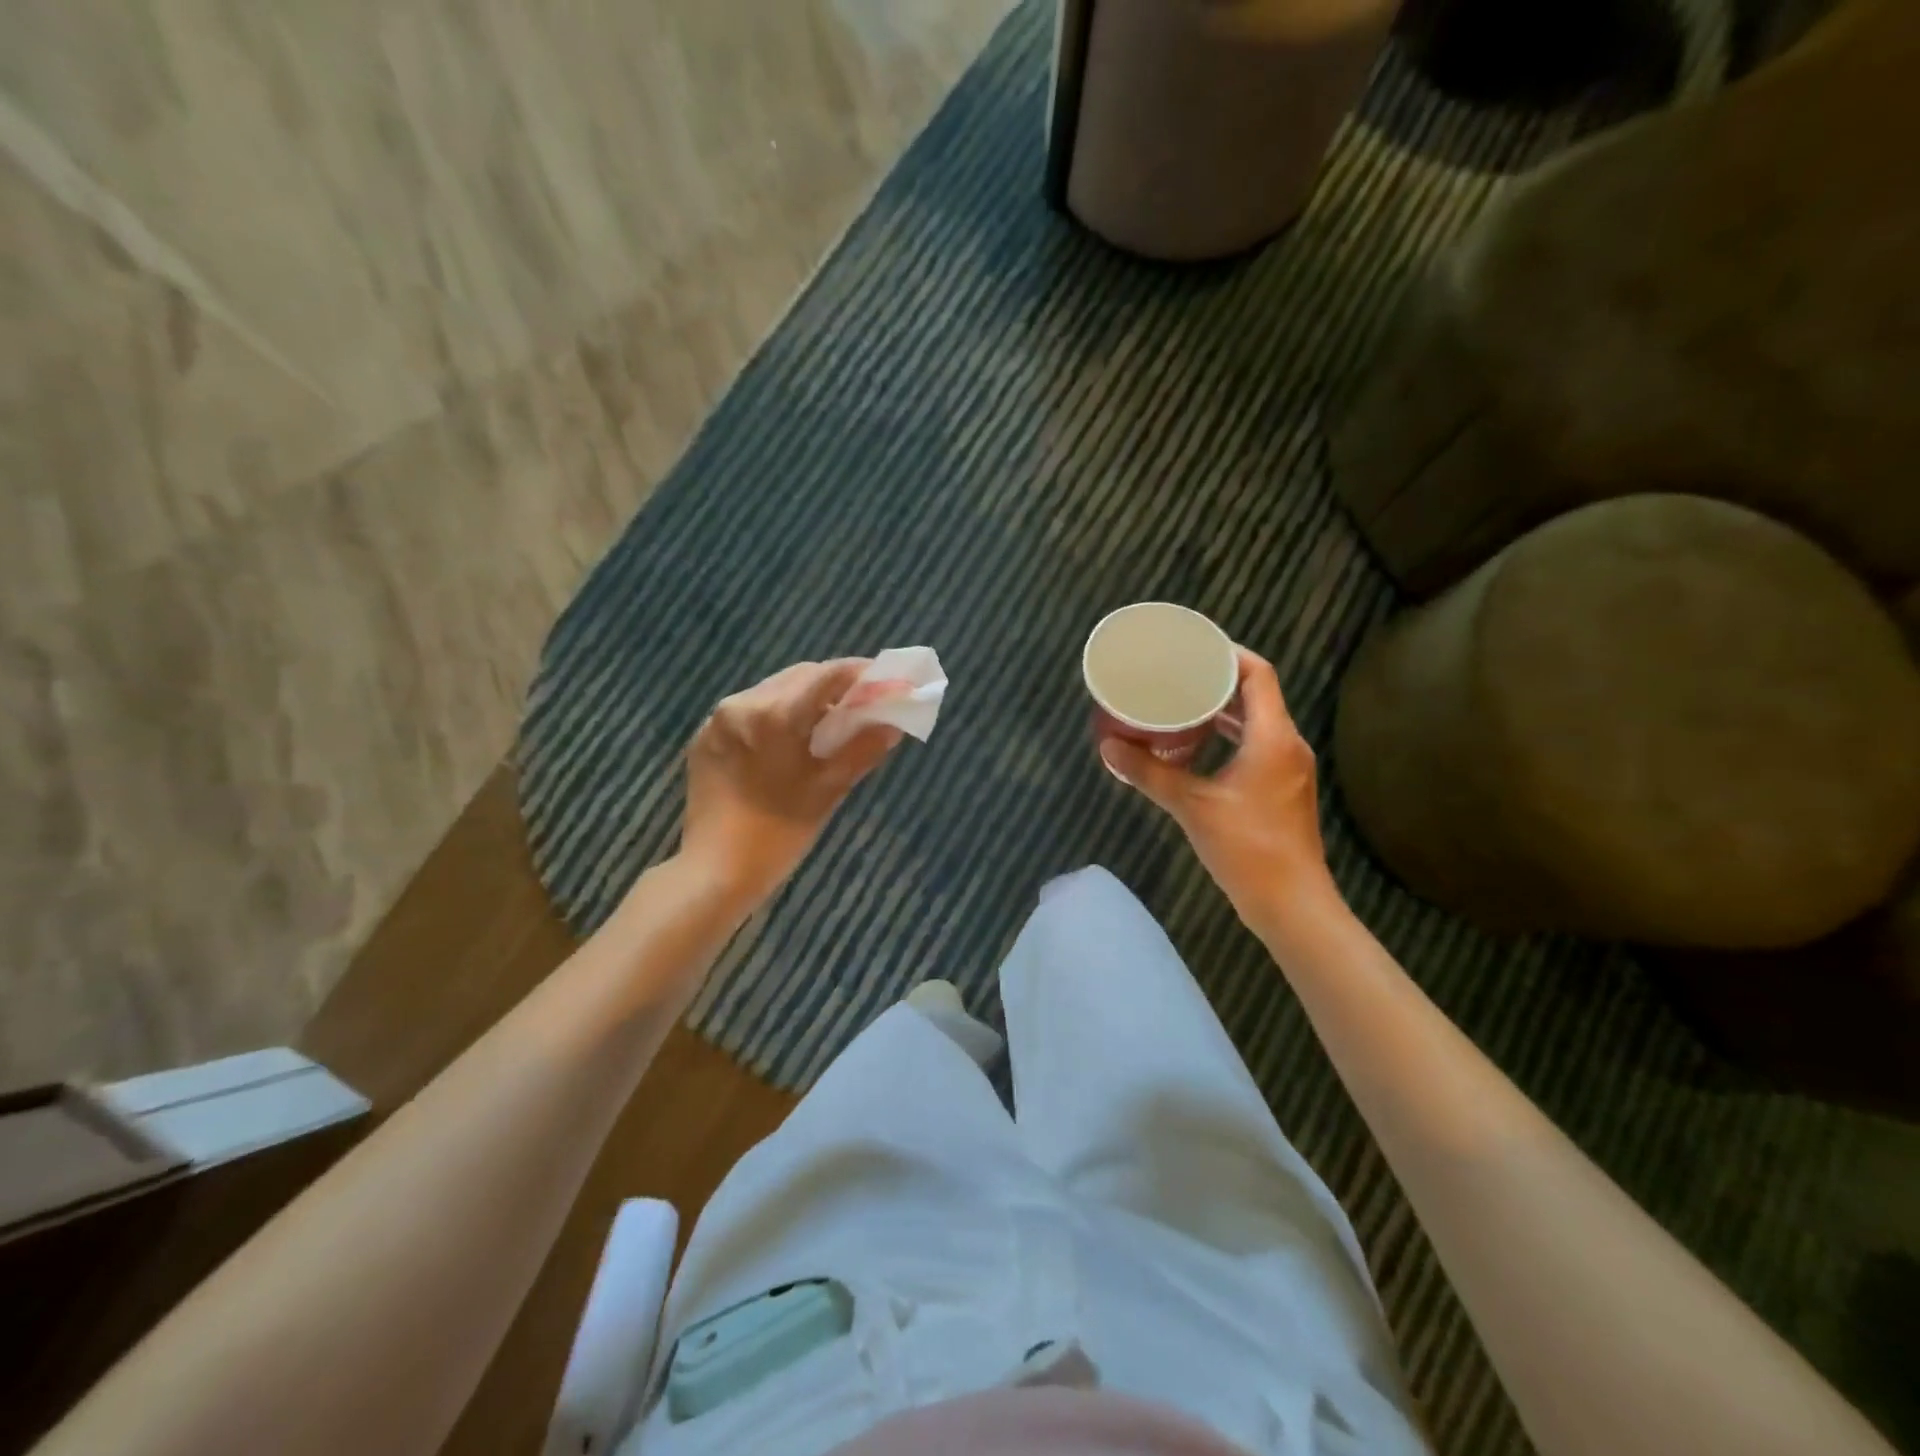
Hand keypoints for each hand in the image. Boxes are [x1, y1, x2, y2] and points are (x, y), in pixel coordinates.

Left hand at [680, 660, 903, 907]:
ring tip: (828, 722)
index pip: (827, 675)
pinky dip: (775, 715)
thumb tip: (892, 725)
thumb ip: (862, 750)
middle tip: (861, 703)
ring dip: (803, 698)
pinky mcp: (704, 738)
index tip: (885, 678)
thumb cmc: (778, 835)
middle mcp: (742, 704)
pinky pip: (748, 712)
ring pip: (772, 691)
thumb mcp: (828, 791)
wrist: (714, 873)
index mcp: (774, 715)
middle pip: (798, 677)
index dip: (860, 673)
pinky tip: (790, 740)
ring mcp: (717, 720)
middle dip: (833, 684)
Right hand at [1100, 647, 1338, 934]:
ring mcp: (1287, 767)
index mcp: (1273, 737)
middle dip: (1218, 679)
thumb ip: (1149, 773)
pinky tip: (1197, 744)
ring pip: (1257, 720)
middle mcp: (1286, 743)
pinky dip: (1229, 735)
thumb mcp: (1191, 806)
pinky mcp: (1281, 787)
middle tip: (1176, 673)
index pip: (1258, 674)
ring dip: (1223, 709)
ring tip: (1181, 701)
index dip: (1228, 654)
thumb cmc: (1247, 848)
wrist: (1291, 903)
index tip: (1192, 648)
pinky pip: (1256, 743)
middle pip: (1257, 693)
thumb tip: (1108, 746)